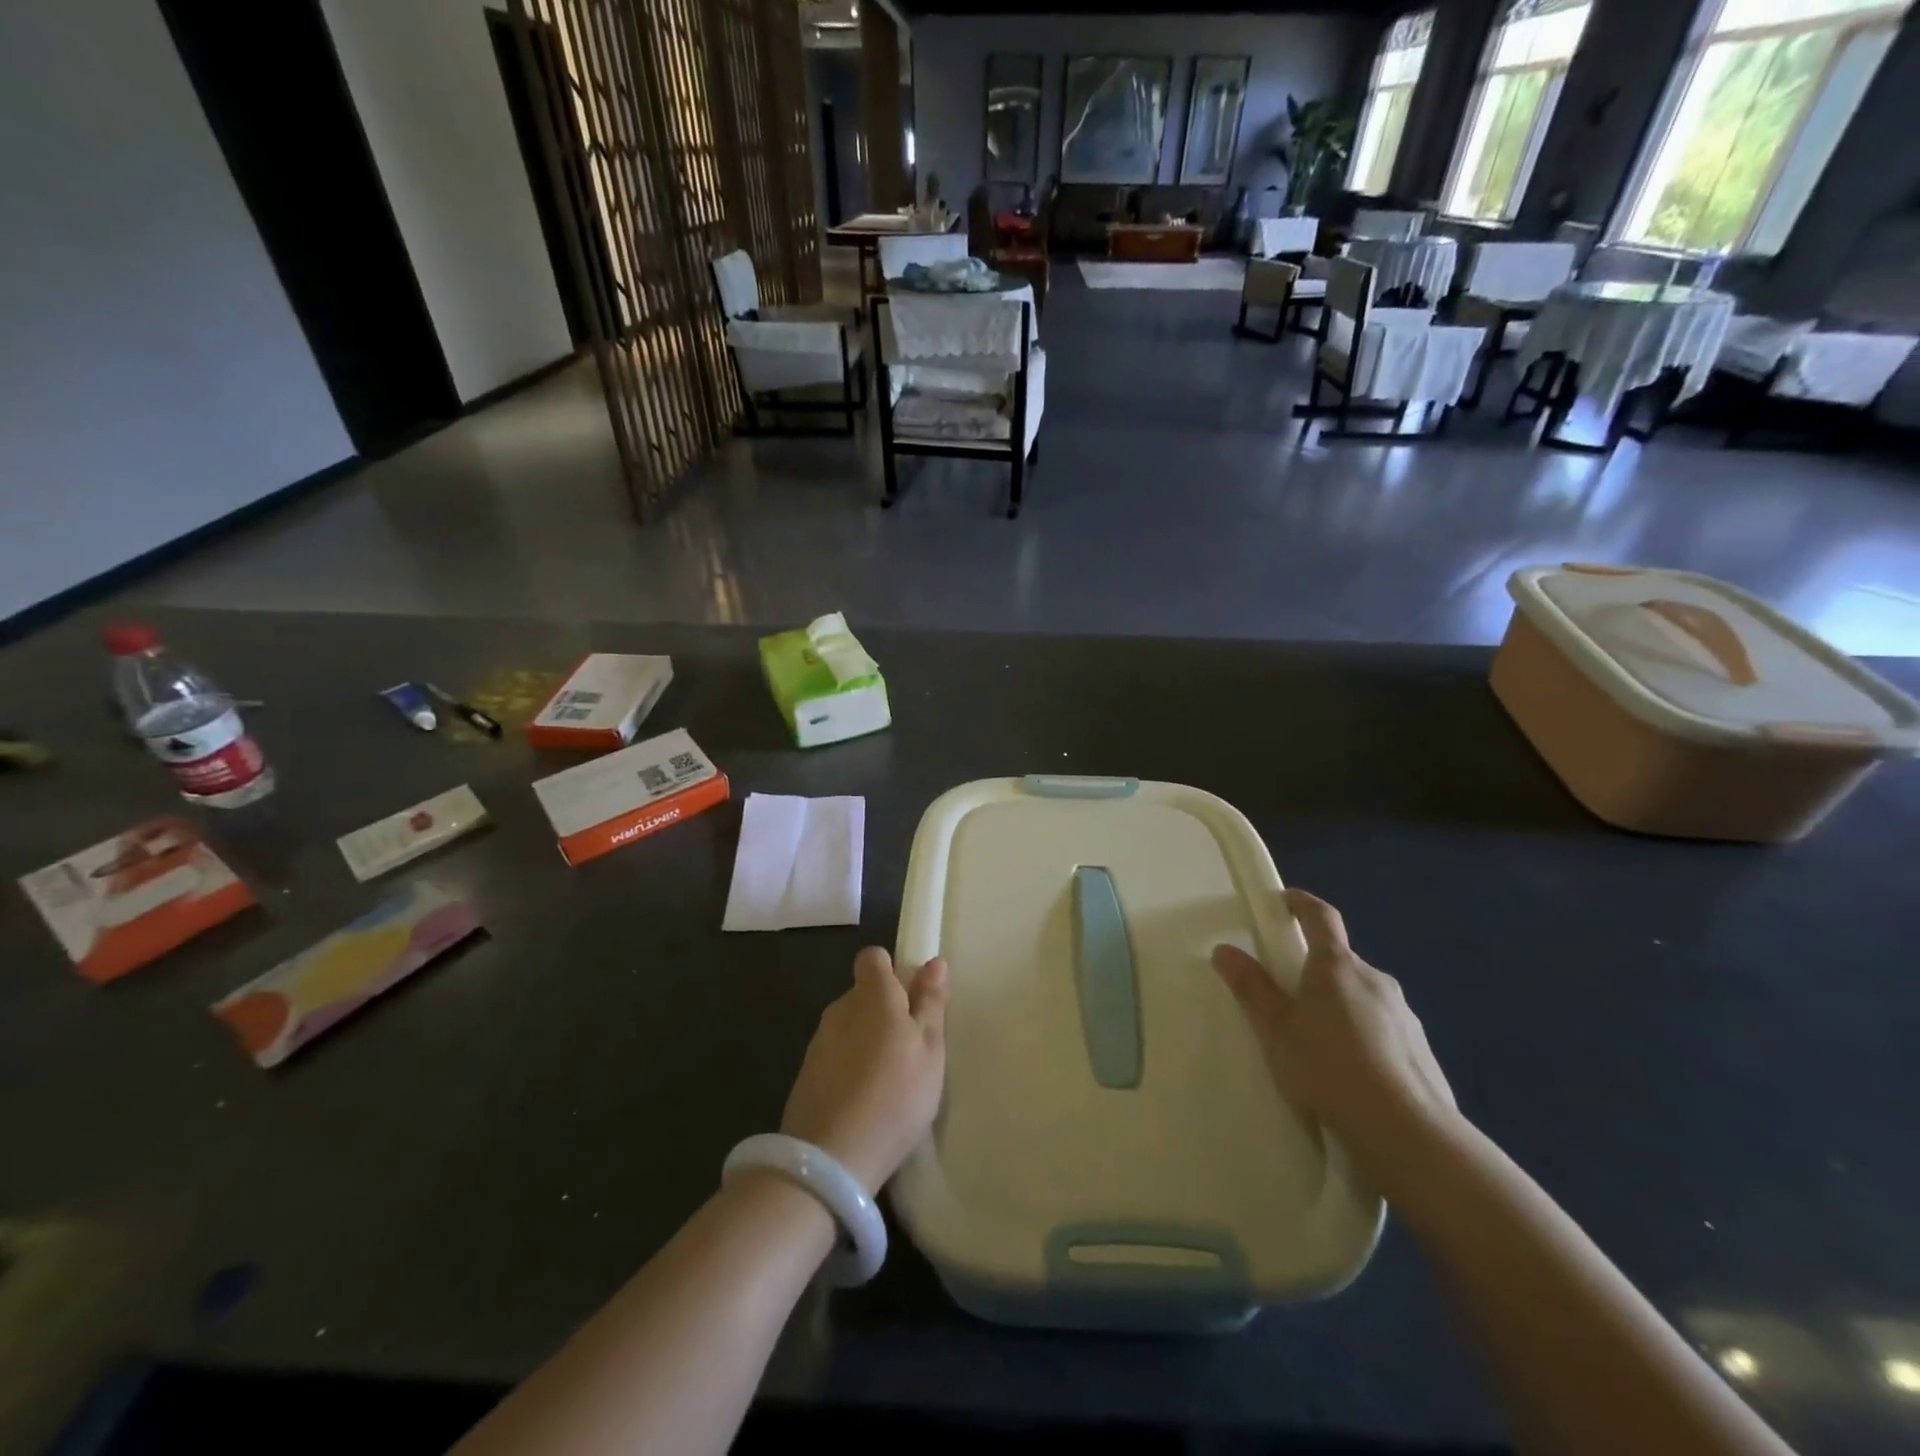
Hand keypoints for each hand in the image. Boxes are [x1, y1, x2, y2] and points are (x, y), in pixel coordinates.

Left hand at [780, 948, 947, 1193]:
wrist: (830, 1159)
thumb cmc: (895, 1096)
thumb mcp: (929, 1051)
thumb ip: (930, 1004)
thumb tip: (934, 963)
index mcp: (872, 995)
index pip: (873, 958)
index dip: (893, 970)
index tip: (914, 999)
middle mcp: (840, 1008)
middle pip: (864, 993)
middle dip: (886, 1009)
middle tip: (912, 1047)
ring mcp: (818, 1042)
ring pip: (850, 1025)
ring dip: (869, 1040)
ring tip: (891, 1080)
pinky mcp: (806, 1074)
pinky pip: (836, 1055)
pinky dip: (851, 1066)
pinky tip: (866, 1100)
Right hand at [1212, 889, 1457, 1175]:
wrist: (1407, 1132)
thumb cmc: (1329, 1068)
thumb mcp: (1276, 1030)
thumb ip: (1251, 988)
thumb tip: (1225, 950)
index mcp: (1337, 966)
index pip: (1321, 917)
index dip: (1302, 903)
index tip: (1285, 900)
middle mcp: (1374, 979)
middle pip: (1340, 960)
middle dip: (1315, 970)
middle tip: (1289, 997)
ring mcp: (1403, 1013)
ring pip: (1362, 995)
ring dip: (1340, 1005)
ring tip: (1319, 1045)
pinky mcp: (1421, 1048)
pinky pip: (1383, 1027)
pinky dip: (1364, 1035)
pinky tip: (1351, 1071)